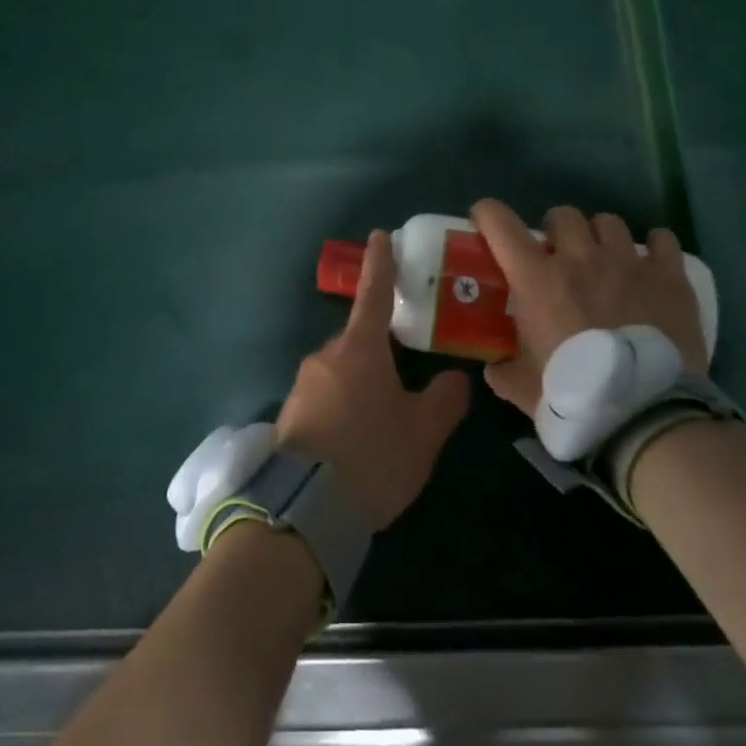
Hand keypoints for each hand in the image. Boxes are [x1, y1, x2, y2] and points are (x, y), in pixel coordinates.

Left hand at [277, 230, 470, 530]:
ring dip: (362, 385)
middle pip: (359, 342)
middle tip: (405, 382)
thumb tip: (455, 379)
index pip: (374, 294)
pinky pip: (325, 399)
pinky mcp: (290, 416)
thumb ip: (444, 400)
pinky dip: (343, 408)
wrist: (305, 509)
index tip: (380, 237)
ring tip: (384, 426)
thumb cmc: (372, 456)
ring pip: (341, 372)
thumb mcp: (422, 432)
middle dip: (380, 353)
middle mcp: (326, 357)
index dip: (380, 265)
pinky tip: (357, 442)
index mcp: (359, 349)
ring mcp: (302, 386)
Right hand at [470, 199, 708, 417]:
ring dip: (600, 236)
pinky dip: (653, 246)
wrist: (645, 414)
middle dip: (556, 229)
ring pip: (609, 223)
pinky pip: (661, 239)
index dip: (488, 213)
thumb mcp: (523, 388)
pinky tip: (651, 263)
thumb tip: (495, 366)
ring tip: (605, 260)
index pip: (501, 225)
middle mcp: (579, 258)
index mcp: (536, 280)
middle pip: (563, 215)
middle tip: (558, 254)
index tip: (485, 218)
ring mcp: (627, 262)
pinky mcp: (668, 276)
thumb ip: (503, 370)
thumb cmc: (575, 395)